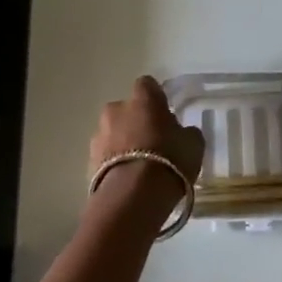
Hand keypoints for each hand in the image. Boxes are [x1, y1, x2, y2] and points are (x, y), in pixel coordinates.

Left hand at [89, 77, 205, 206]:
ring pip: (113, 132)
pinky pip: (105, 155)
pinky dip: (114, 162)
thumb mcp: (193, 144)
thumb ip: (186, 132)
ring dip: (123, 142)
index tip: (165, 112)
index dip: (156, 97)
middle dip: (136, 121)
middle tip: (153, 141)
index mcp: (142, 99)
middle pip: (126, 110)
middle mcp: (116, 110)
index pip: (147, 85)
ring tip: (139, 165)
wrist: (133, 196)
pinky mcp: (89, 161)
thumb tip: (181, 132)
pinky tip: (128, 179)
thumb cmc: (169, 160)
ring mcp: (99, 135)